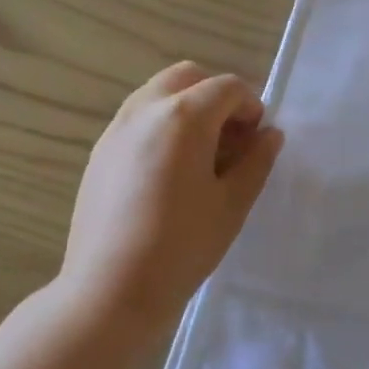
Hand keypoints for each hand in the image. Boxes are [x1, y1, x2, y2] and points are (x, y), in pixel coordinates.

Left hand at [60, 62, 283, 337]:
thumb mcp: (232, 205)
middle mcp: (144, 110)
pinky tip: (168, 173)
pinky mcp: (99, 153)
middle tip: (232, 140)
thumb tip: (269, 135)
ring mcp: (115, 129)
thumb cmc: (181, 248)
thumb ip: (256, 162)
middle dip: (216, 97)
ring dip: (187, 108)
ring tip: (201, 157)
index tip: (258, 141)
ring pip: (157, 94)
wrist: (110, 291)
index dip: (251, 107)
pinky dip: (161, 126)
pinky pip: (136, 119)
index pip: (227, 87)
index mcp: (183, 117)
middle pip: (187, 77)